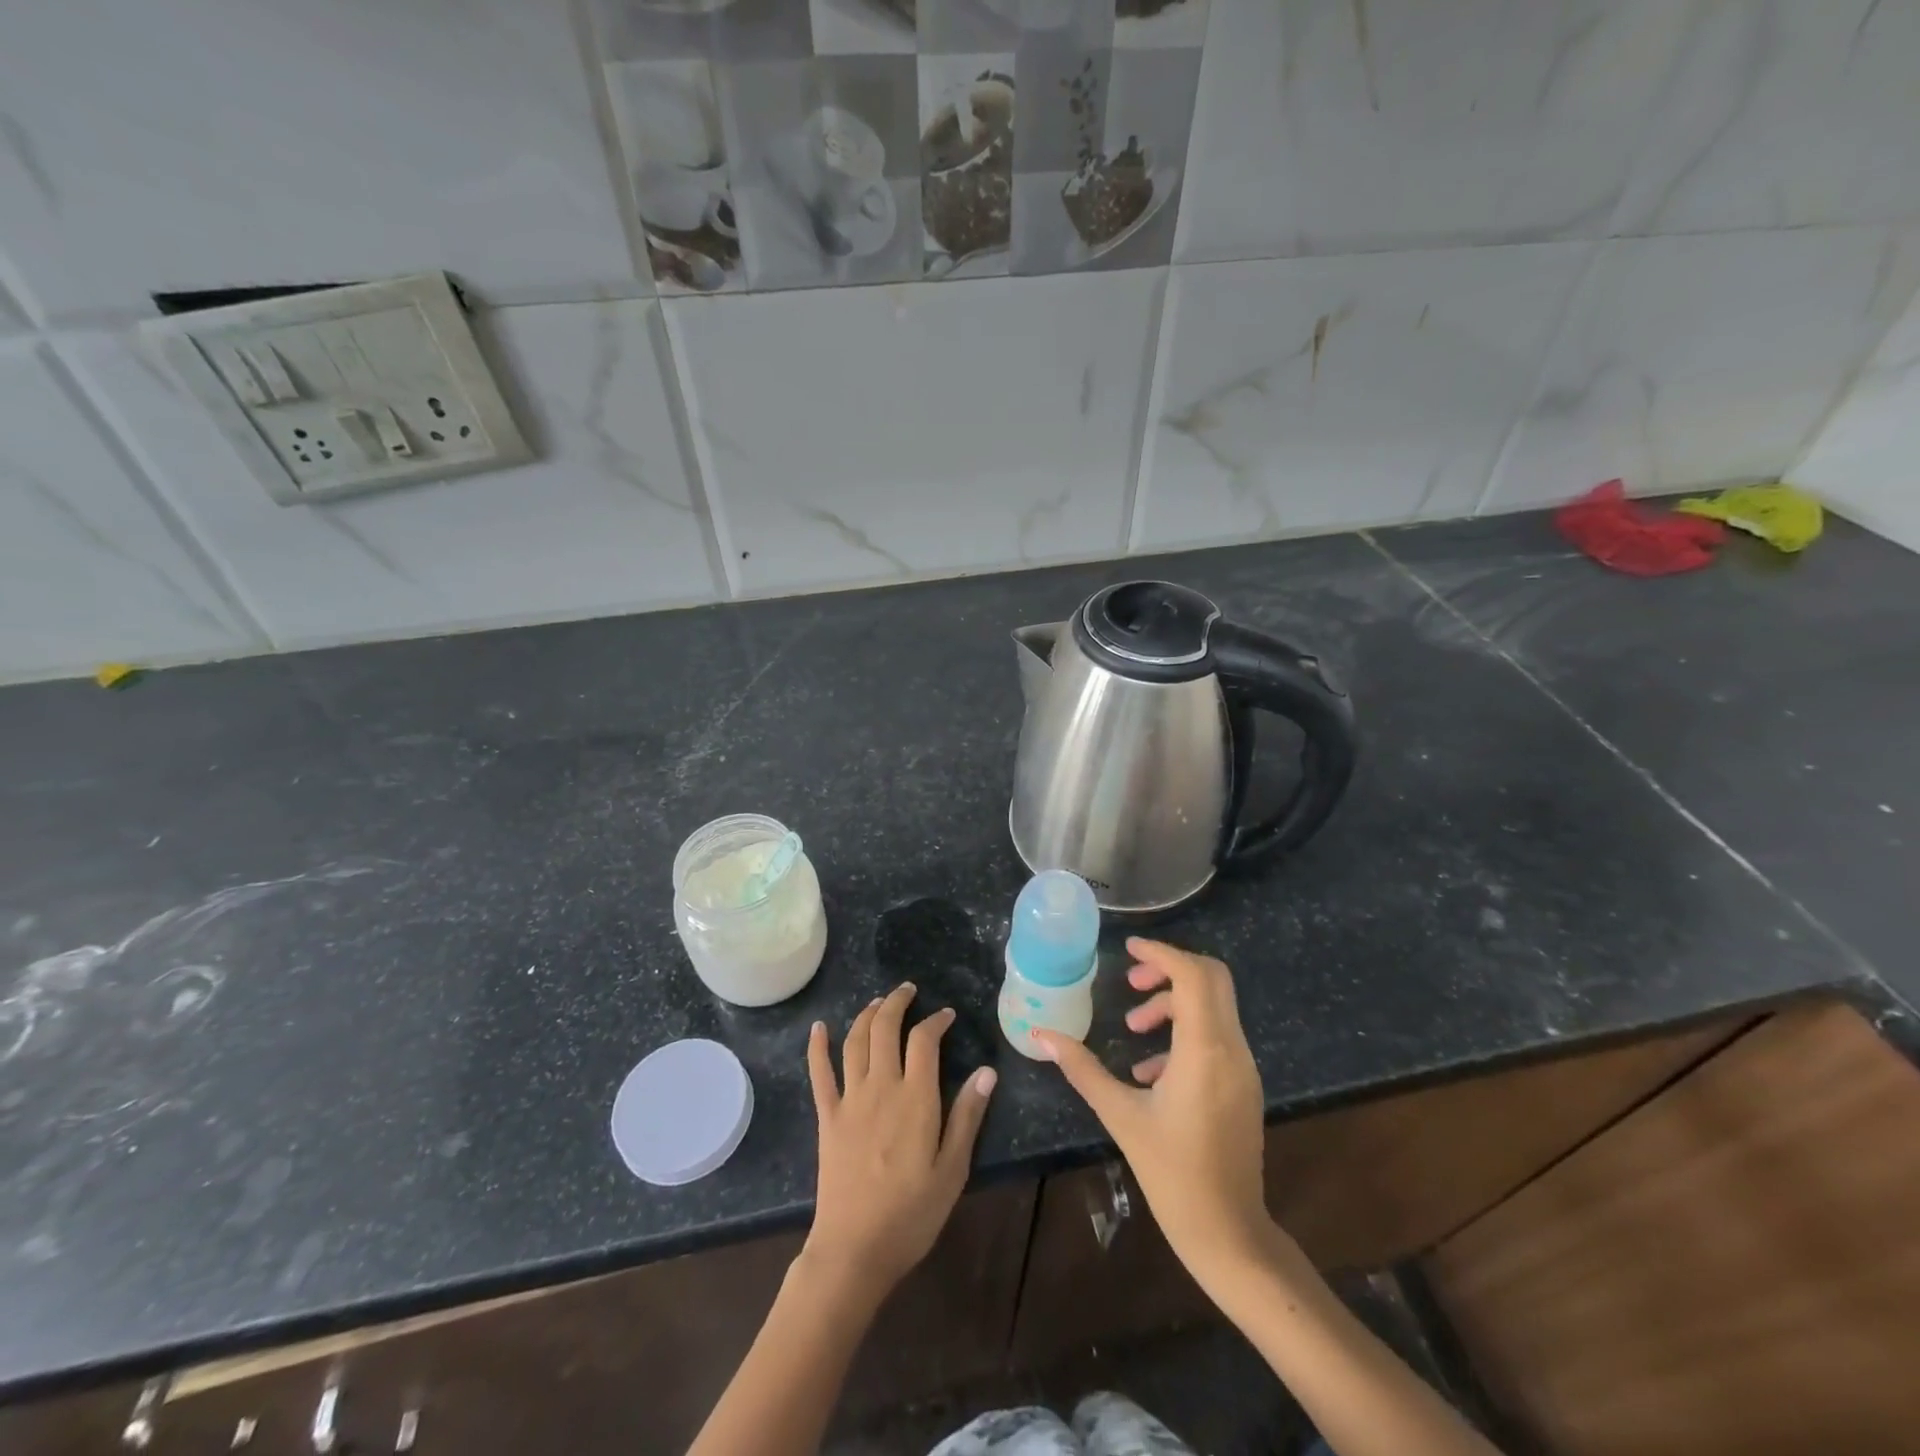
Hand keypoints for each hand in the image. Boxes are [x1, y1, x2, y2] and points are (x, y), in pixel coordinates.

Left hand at [803, 983, 996, 1300]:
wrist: (854, 1249)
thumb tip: (987, 1072)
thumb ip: (968, 1117)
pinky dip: (817, 1047)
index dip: (936, 1021)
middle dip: (897, 1003)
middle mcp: (881, 1087)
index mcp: (915, 1098)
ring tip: (878, 1001)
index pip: (924, 1041)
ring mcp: (850, 1100)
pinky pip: (819, 1073)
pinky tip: (819, 1028)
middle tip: (909, 990)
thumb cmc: (911, 1214)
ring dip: (867, 1015)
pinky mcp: (828, 1117)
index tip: (946, 1015)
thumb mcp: (953, 1170)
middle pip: (886, 1029)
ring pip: (855, 1042)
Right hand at [1033, 939, 1272, 1290]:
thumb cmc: (1171, 1173)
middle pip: (1211, 979)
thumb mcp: (1120, 1115)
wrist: (1228, 1233)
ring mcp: (1243, 1067)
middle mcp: (1232, 1049)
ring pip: (1214, 1006)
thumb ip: (1082, 1068)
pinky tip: (1150, 1069)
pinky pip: (1216, 1035)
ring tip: (1132, 1027)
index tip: (1128, 949)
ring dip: (1173, 1003)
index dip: (1162, 952)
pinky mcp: (1243, 1084)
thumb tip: (1042, 1035)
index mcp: (1204, 1050)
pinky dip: (1184, 1031)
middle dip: (1169, 969)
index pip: (1193, 975)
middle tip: (1130, 982)